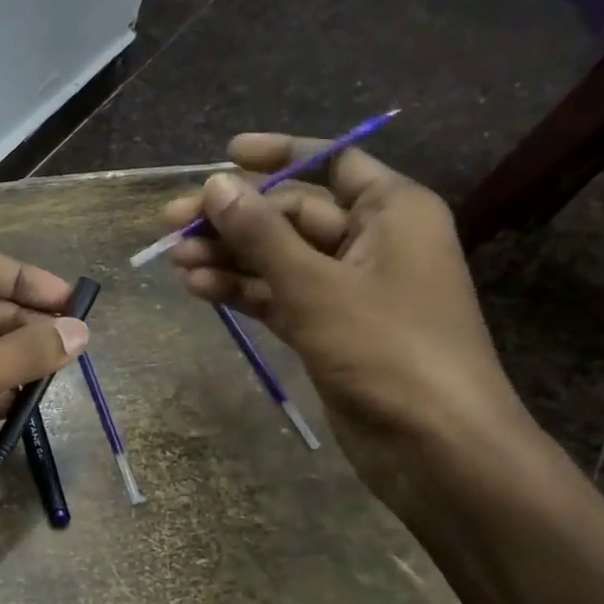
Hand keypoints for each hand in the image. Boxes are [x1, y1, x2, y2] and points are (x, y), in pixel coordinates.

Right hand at [162, 134, 527, 487]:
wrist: (434, 447)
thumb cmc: (386, 348)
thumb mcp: (314, 283)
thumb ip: (260, 233)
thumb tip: (214, 185)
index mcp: (391, 211)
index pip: (331, 163)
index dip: (278, 155)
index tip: (225, 155)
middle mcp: (371, 241)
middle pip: (291, 214)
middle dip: (233, 218)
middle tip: (170, 222)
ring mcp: (348, 289)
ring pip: (278, 258)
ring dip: (228, 256)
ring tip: (174, 258)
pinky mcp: (329, 329)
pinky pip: (278, 296)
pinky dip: (243, 290)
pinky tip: (199, 288)